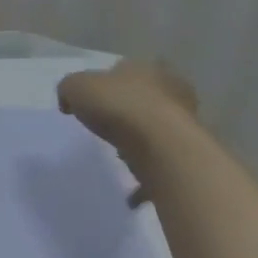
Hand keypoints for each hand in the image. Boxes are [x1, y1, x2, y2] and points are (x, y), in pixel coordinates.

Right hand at [58, 59, 199, 180]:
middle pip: (144, 98)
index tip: (90, 101)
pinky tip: (130, 189)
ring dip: (140, 139)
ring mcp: (185, 121)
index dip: (106, 84)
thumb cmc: (118, 106)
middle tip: (105, 125)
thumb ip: (69, 90)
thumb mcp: (76, 87)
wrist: (162, 146)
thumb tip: (70, 101)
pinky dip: (147, 173)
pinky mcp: (188, 151)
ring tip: (118, 154)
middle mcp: (171, 90)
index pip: (125, 69)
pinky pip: (162, 161)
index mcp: (147, 68)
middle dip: (127, 110)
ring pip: (157, 128)